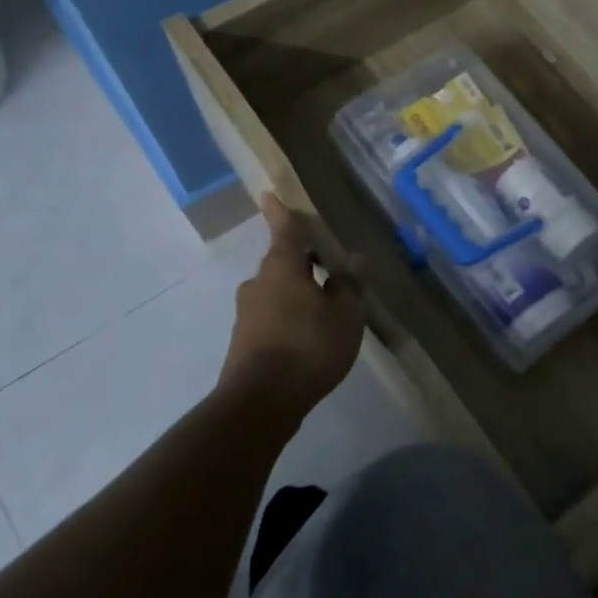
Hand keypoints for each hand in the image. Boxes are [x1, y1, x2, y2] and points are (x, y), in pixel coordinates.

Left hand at [220, 196, 365, 414]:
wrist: (260, 402)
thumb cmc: (308, 347)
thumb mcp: (344, 315)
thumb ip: (348, 285)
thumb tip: (351, 261)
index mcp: (282, 267)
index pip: (285, 230)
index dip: (281, 212)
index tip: (269, 194)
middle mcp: (259, 283)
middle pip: (282, 262)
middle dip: (303, 260)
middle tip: (328, 263)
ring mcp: (247, 313)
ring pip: (277, 290)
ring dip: (298, 291)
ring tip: (326, 305)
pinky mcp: (245, 340)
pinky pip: (272, 315)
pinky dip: (290, 315)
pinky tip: (310, 335)